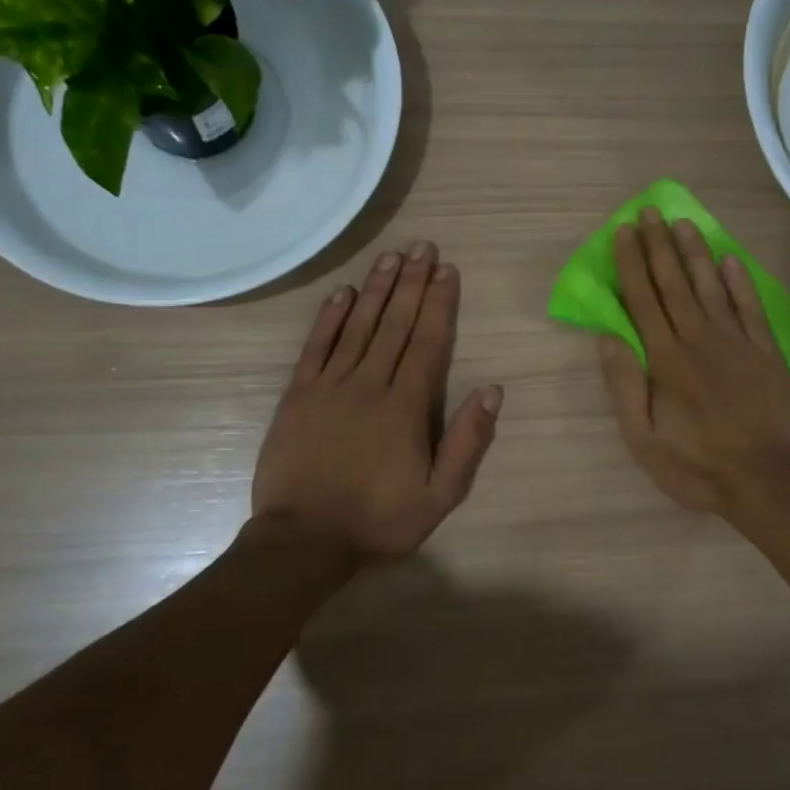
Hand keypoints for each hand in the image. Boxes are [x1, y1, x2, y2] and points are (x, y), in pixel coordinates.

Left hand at [254, 243, 501, 559]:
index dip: (440, 303)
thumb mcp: (440, 496)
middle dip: (413, 283)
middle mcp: (370, 384)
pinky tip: (343, 293)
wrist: (302, 541)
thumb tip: (491, 390)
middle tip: (423, 247)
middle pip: (396, 324)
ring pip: (359, 326)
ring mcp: (329, 386)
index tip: (447, 271)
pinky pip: (316, 347)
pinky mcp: (297, 395)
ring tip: (392, 257)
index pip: (428, 342)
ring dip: (377, 289)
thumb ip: (467, 442)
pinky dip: (330, 317)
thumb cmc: (378, 520)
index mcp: (406, 406)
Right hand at [599, 208, 789, 514]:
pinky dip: (741, 282)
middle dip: (659, 246)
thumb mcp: (644, 440)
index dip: (632, 263)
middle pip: (674, 284)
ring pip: (711, 287)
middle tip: (649, 212)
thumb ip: (625, 386)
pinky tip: (730, 260)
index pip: (643, 300)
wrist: (768, 480)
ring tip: (683, 223)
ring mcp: (737, 342)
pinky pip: (751, 308)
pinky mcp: (766, 352)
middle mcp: (699, 339)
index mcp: (666, 359)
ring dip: (696, 253)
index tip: (624, 231)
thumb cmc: (698, 465)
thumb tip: (608, 338)